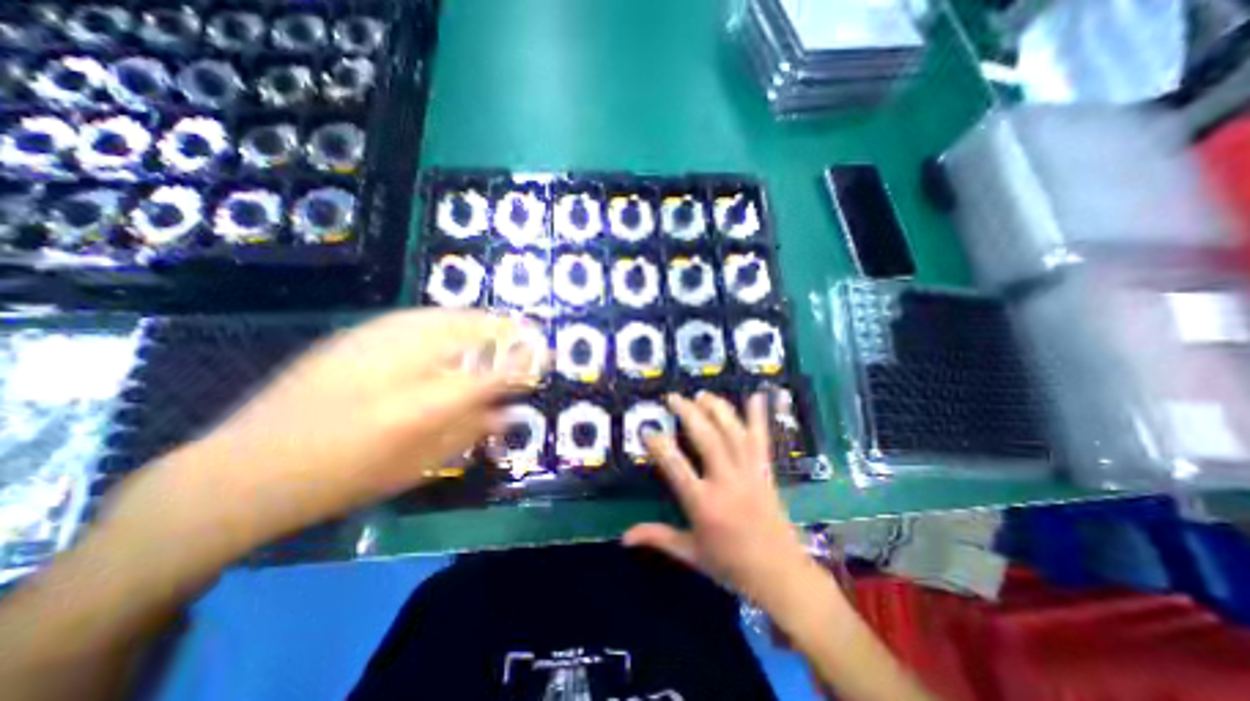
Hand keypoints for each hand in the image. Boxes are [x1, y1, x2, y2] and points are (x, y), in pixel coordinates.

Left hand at [100, 309, 542, 552]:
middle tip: (530, 334)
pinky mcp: (356, 336)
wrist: (245, 468)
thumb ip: (468, 434)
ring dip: (481, 319)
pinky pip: (417, 316)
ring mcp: (376, 344)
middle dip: (508, 332)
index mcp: (421, 407)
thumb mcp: (415, 469)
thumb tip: (507, 413)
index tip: (546, 357)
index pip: (491, 375)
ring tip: (502, 323)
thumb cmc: (342, 480)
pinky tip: (456, 322)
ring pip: (446, 317)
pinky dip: (448, 316)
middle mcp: (404, 367)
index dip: (524, 363)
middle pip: (471, 335)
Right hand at [622, 392, 812, 604]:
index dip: (659, 445)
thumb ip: (657, 537)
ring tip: (702, 394)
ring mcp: (749, 473)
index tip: (647, 430)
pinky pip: (762, 440)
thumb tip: (624, 537)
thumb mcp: (690, 553)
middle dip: (689, 413)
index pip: (676, 467)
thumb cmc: (731, 565)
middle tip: (673, 398)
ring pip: (733, 433)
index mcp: (704, 504)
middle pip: (707, 438)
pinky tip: (757, 395)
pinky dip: (759, 417)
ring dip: (717, 409)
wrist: (780, 575)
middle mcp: (726, 482)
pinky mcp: (765, 471)